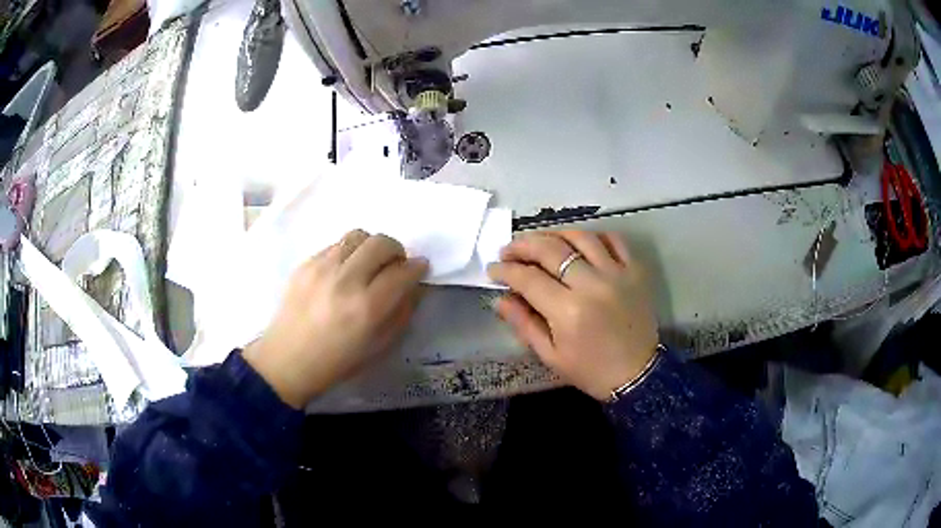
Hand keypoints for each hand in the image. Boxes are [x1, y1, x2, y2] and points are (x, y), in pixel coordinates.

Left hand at [243, 230, 427, 408]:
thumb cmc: (337, 361)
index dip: (417, 267)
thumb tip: (414, 285)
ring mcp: (322, 268)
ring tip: (368, 264)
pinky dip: (348, 252)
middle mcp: (345, 280)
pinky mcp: (305, 264)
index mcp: (367, 308)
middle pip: (381, 243)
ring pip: (357, 235)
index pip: (402, 272)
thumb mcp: (379, 346)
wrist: (287, 360)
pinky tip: (343, 271)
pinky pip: (335, 244)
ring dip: (371, 246)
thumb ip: (402, 312)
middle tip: (394, 264)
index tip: (420, 268)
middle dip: (396, 250)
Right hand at [487, 231, 658, 400]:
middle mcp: (592, 284)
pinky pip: (613, 240)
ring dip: (554, 235)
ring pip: (580, 237)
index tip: (493, 270)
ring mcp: (617, 273)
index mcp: (568, 311)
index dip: (505, 270)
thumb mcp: (550, 355)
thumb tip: (500, 299)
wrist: (637, 375)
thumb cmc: (590, 370)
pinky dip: (593, 236)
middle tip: (509, 251)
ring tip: (540, 243)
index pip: (528, 278)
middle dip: (523, 246)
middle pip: (551, 249)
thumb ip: (524, 323)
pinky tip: (578, 243)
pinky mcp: (636, 270)